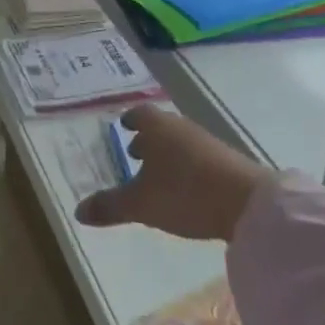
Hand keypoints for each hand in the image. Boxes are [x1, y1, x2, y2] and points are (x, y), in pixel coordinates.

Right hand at [75, 107, 272, 242]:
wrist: (247, 203)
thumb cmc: (185, 193)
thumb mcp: (140, 204)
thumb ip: (109, 206)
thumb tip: (78, 211)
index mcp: (157, 127)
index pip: (139, 114)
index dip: (130, 120)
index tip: (123, 126)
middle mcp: (180, 127)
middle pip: (160, 127)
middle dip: (147, 139)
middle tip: (134, 153)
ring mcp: (206, 142)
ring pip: (179, 141)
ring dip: (167, 153)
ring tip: (157, 174)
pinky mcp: (226, 160)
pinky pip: (196, 156)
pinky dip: (185, 166)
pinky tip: (183, 187)